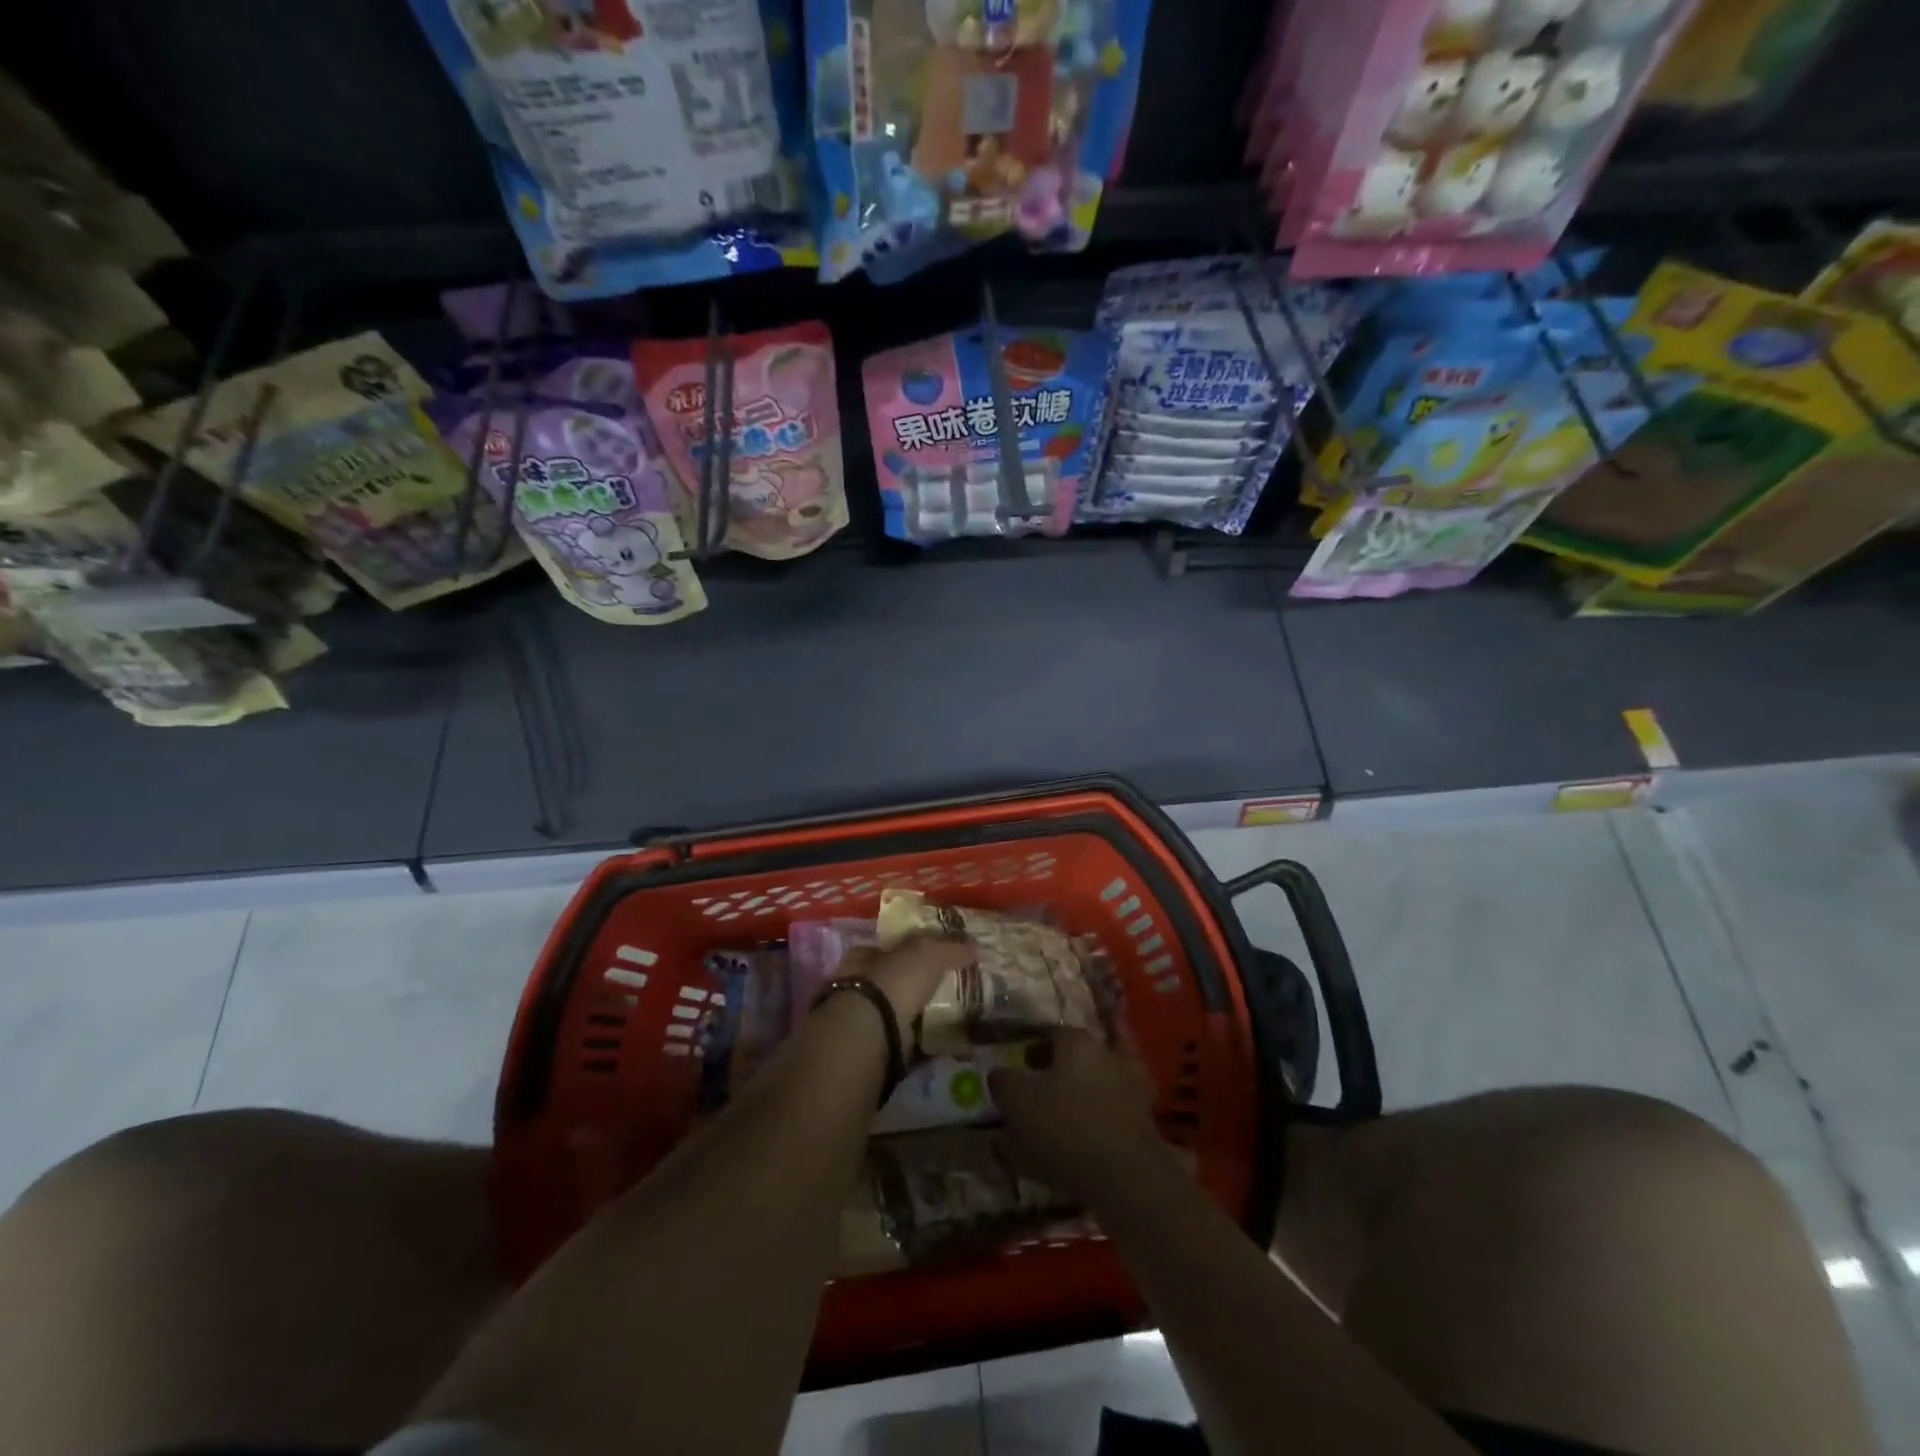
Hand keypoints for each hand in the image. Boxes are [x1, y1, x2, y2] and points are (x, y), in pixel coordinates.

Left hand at [841, 937, 975, 1026]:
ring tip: (952, 1010)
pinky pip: (907, 1034)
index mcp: (864, 955)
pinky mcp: (879, 1042)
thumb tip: (974, 945)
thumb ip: (950, 947)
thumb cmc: (895, 979)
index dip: (911, 948)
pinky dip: (924, 1035)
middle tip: (949, 983)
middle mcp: (859, 983)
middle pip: (894, 977)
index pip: (890, 946)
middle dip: (917, 981)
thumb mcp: (928, 952)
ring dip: (920, 1009)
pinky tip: (944, 1034)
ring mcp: (867, 1015)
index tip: (936, 954)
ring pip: (899, 1007)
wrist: (876, 1030)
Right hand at [988, 1029, 1167, 1202]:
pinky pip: (1115, 1109)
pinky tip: (1084, 1134)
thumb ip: (1004, 1082)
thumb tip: (999, 1074)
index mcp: (1076, 1041)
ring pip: (1100, 1079)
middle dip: (1057, 1065)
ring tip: (1058, 1115)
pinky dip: (1100, 1116)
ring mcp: (1131, 1085)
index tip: (1019, 1063)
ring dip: (1082, 1089)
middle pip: (1077, 1052)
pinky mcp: (1145, 1119)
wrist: (1125, 1177)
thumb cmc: (1064, 1128)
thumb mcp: (1017, 1101)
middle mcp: (1106, 1054)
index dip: (1031, 1046)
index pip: (1049, 1032)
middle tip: (1037, 1087)